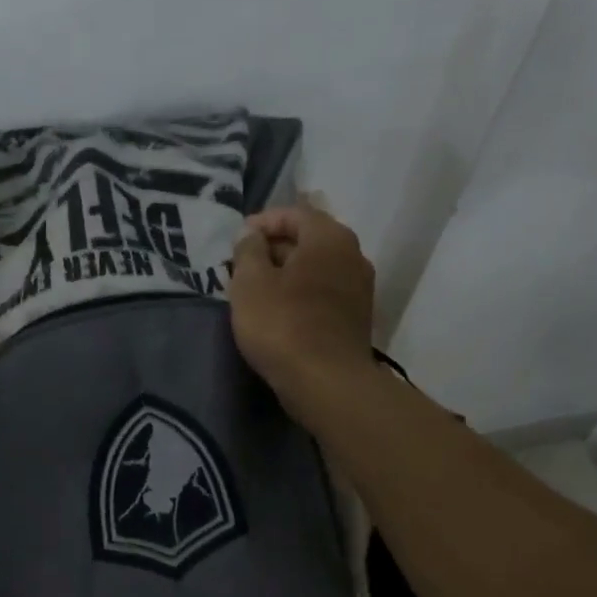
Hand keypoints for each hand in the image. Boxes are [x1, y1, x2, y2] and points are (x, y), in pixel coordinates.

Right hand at [229, 206, 376, 417]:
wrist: (327, 383)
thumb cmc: (283, 325)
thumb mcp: (250, 282)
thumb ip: (247, 250)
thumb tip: (251, 235)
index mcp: (329, 237)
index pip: (294, 213)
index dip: (262, 222)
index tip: (237, 241)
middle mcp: (353, 254)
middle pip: (308, 239)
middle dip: (273, 248)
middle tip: (241, 266)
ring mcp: (359, 288)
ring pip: (316, 268)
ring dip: (286, 273)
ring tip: (255, 290)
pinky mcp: (357, 317)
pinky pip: (323, 292)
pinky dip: (300, 294)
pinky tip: (278, 312)